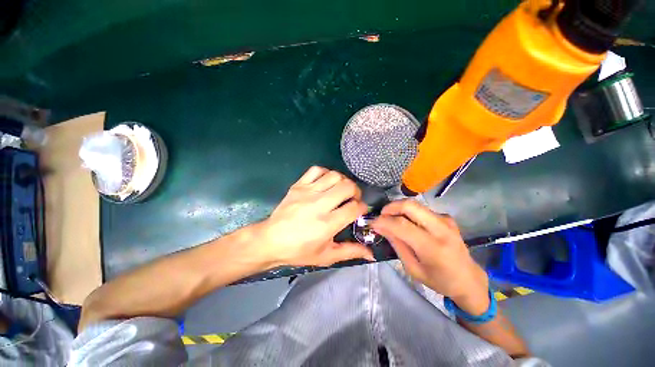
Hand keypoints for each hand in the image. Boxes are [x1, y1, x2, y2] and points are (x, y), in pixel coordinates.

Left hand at [253, 166, 373, 267]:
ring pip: (334, 176)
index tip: (360, 210)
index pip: (354, 208)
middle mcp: (319, 205)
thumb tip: (372, 254)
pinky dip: (325, 173)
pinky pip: (316, 170)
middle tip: (352, 198)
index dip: (362, 207)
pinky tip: (325, 183)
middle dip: (356, 191)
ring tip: (340, 190)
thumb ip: (350, 252)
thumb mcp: (326, 256)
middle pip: (347, 187)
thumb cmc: (299, 251)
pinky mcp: (298, 185)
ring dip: (342, 181)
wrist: (270, 240)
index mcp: (327, 224)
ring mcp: (307, 192)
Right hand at [371, 200, 489, 314]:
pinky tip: (407, 223)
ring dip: (398, 209)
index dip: (383, 221)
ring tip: (391, 219)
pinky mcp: (446, 217)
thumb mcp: (413, 268)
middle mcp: (441, 228)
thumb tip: (381, 227)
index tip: (372, 223)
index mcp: (433, 247)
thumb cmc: (440, 280)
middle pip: (410, 205)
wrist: (469, 279)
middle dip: (390, 207)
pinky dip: (409, 212)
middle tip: (381, 216)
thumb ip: (397, 245)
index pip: (401, 225)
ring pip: (415, 204)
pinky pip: (421, 209)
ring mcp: (445, 220)